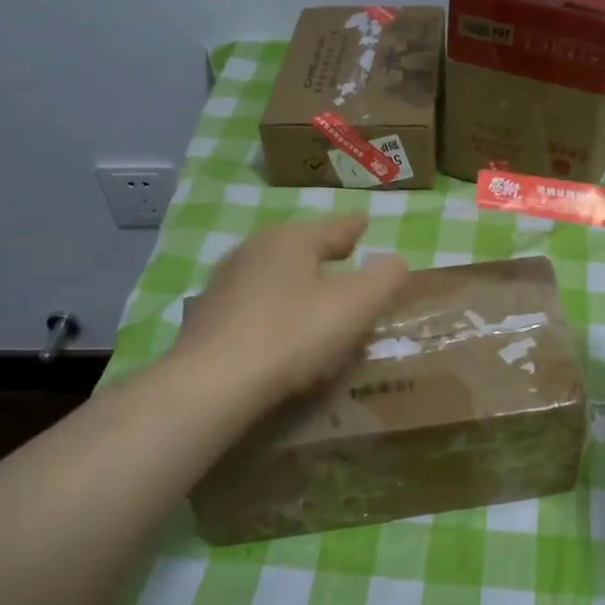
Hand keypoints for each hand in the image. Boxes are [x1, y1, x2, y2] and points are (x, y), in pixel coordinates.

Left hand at [174, 214, 408, 403]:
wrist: (214, 382)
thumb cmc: (293, 335)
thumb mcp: (356, 305)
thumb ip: (384, 278)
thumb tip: (394, 262)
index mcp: (290, 240)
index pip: (333, 228)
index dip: (353, 228)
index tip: (364, 221)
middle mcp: (253, 251)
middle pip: (300, 250)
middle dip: (325, 258)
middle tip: (347, 264)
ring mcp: (226, 284)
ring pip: (277, 278)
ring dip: (300, 288)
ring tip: (319, 303)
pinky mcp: (209, 317)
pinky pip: (257, 307)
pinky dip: (277, 313)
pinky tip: (284, 335)